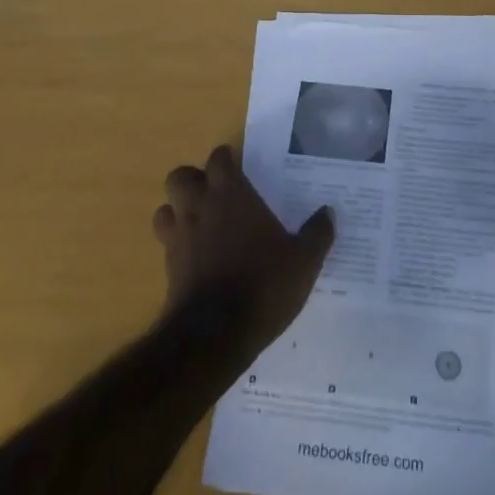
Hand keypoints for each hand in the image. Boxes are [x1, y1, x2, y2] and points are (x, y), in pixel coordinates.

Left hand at [153, 144, 334, 353]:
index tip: (239, 167)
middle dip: (193, 180)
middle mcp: (199, 207)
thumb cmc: (263, 284)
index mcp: (230, 194)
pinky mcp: (168, 268)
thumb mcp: (303, 261)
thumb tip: (329, 212)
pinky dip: (177, 244)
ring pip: (165, 209)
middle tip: (216, 193)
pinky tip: (198, 258)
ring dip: (178, 211)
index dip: (226, 160)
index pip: (218, 159)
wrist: (215, 335)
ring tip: (201, 222)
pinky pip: (166, 243)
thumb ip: (317, 233)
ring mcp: (179, 237)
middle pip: (180, 177)